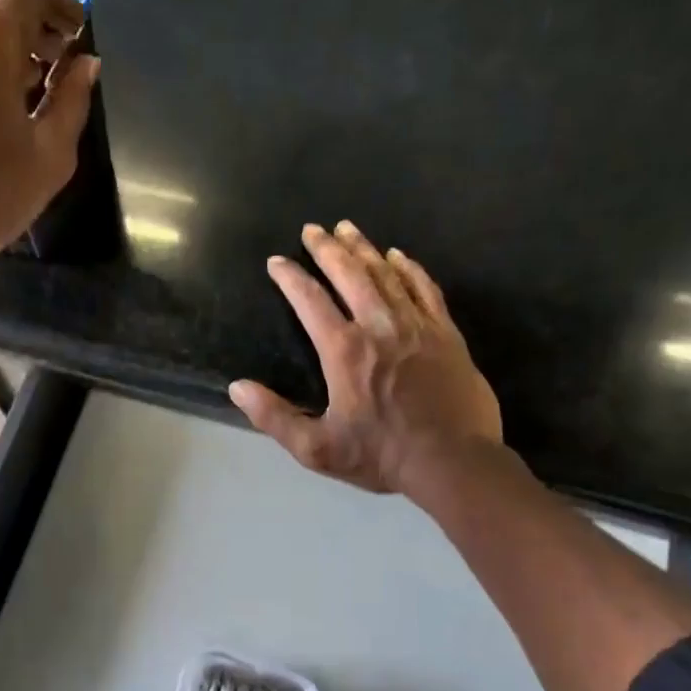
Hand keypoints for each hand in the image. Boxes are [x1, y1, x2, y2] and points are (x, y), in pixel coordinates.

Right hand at [229, 221, 503, 499]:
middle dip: (327, 249)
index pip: (310, 300)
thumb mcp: (317, 448)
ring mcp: (416, 326)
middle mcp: (379, 326)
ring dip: (364, 249)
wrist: (453, 462)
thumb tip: (237, 387)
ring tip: (348, 228)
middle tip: (313, 229)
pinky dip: (410, 269)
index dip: (290, 277)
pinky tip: (399, 256)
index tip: (276, 261)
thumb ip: (274, 417)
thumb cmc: (381, 456)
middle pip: (349, 274)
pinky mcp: (446, 334)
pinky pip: (425, 289)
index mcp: (344, 350)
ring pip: (386, 274)